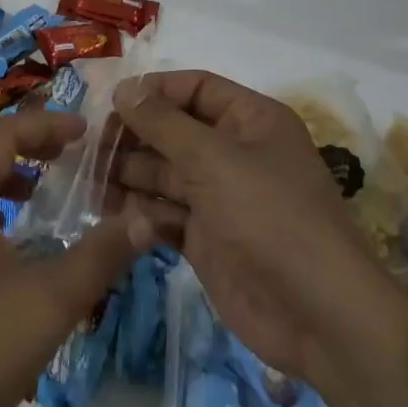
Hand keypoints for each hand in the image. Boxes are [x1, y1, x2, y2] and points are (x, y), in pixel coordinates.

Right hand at [110, 71, 404, 384]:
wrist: (319, 318)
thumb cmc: (271, 218)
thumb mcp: (214, 159)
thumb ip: (162, 122)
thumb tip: (124, 89)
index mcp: (250, 121)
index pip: (193, 88)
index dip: (152, 92)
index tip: (109, 104)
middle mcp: (233, 153)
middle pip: (170, 131)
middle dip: (131, 138)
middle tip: (89, 149)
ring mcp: (218, 197)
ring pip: (161, 173)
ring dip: (127, 176)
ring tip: (92, 184)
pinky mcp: (205, 237)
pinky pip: (164, 213)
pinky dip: (142, 214)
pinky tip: (123, 221)